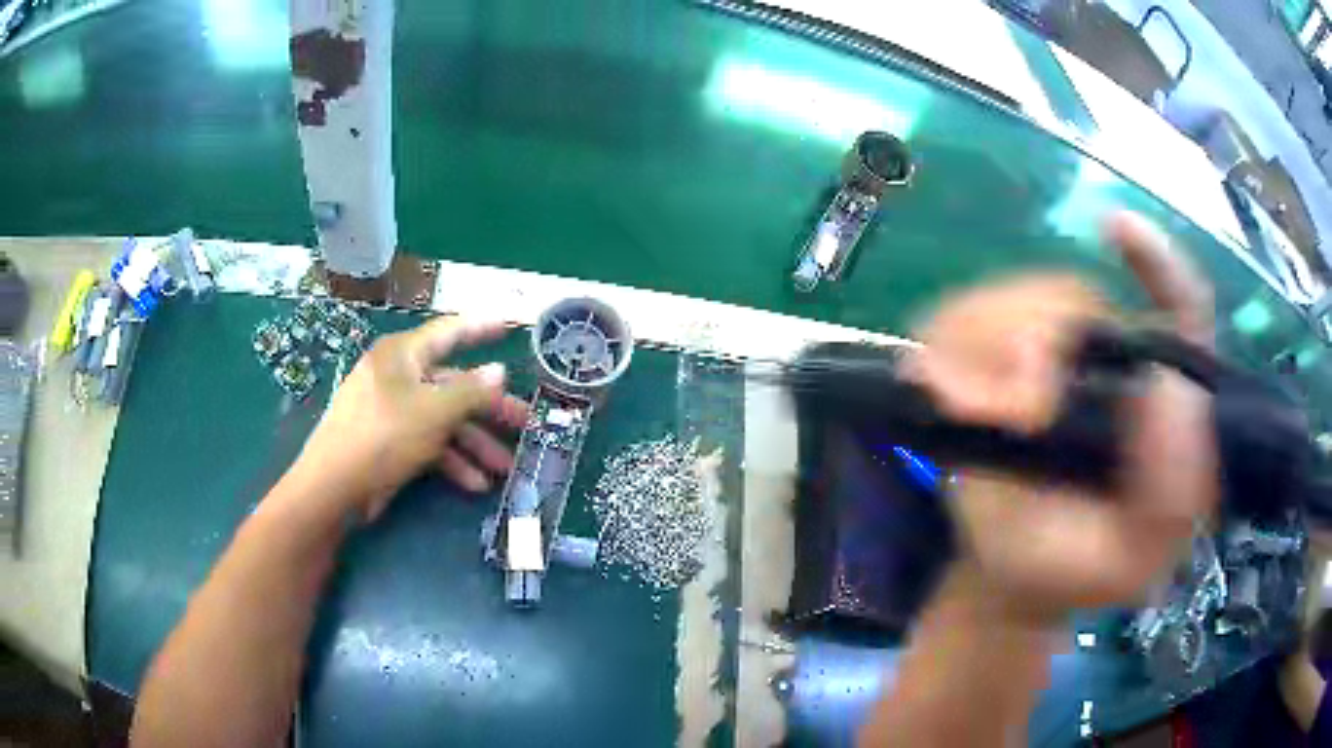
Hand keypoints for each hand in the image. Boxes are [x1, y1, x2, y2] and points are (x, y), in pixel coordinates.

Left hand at [289, 316, 528, 521]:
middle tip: (525, 423)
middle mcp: (398, 377)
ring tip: (505, 469)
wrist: (335, 487)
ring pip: (444, 419)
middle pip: (453, 385)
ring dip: (475, 444)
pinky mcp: (391, 442)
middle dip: (489, 409)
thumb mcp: (434, 412)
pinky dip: (452, 461)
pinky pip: (429, 442)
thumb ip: (471, 391)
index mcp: (403, 356)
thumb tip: (500, 371)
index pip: (448, 332)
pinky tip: (475, 484)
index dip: (480, 328)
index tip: (510, 326)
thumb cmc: (383, 436)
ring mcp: (393, 411)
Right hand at [904, 211, 1218, 622]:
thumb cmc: (1070, 573)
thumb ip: (1167, 500)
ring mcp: (1051, 351)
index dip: (1156, 263)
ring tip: (970, 413)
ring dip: (984, 348)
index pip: (1180, 306)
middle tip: (1014, 413)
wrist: (1005, 580)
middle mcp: (1112, 359)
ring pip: (1012, 300)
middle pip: (1074, 297)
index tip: (1116, 230)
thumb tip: (1161, 390)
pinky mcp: (993, 357)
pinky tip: (944, 393)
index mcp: (1163, 403)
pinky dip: (947, 349)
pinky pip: (958, 318)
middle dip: (1036, 340)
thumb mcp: (1129, 562)